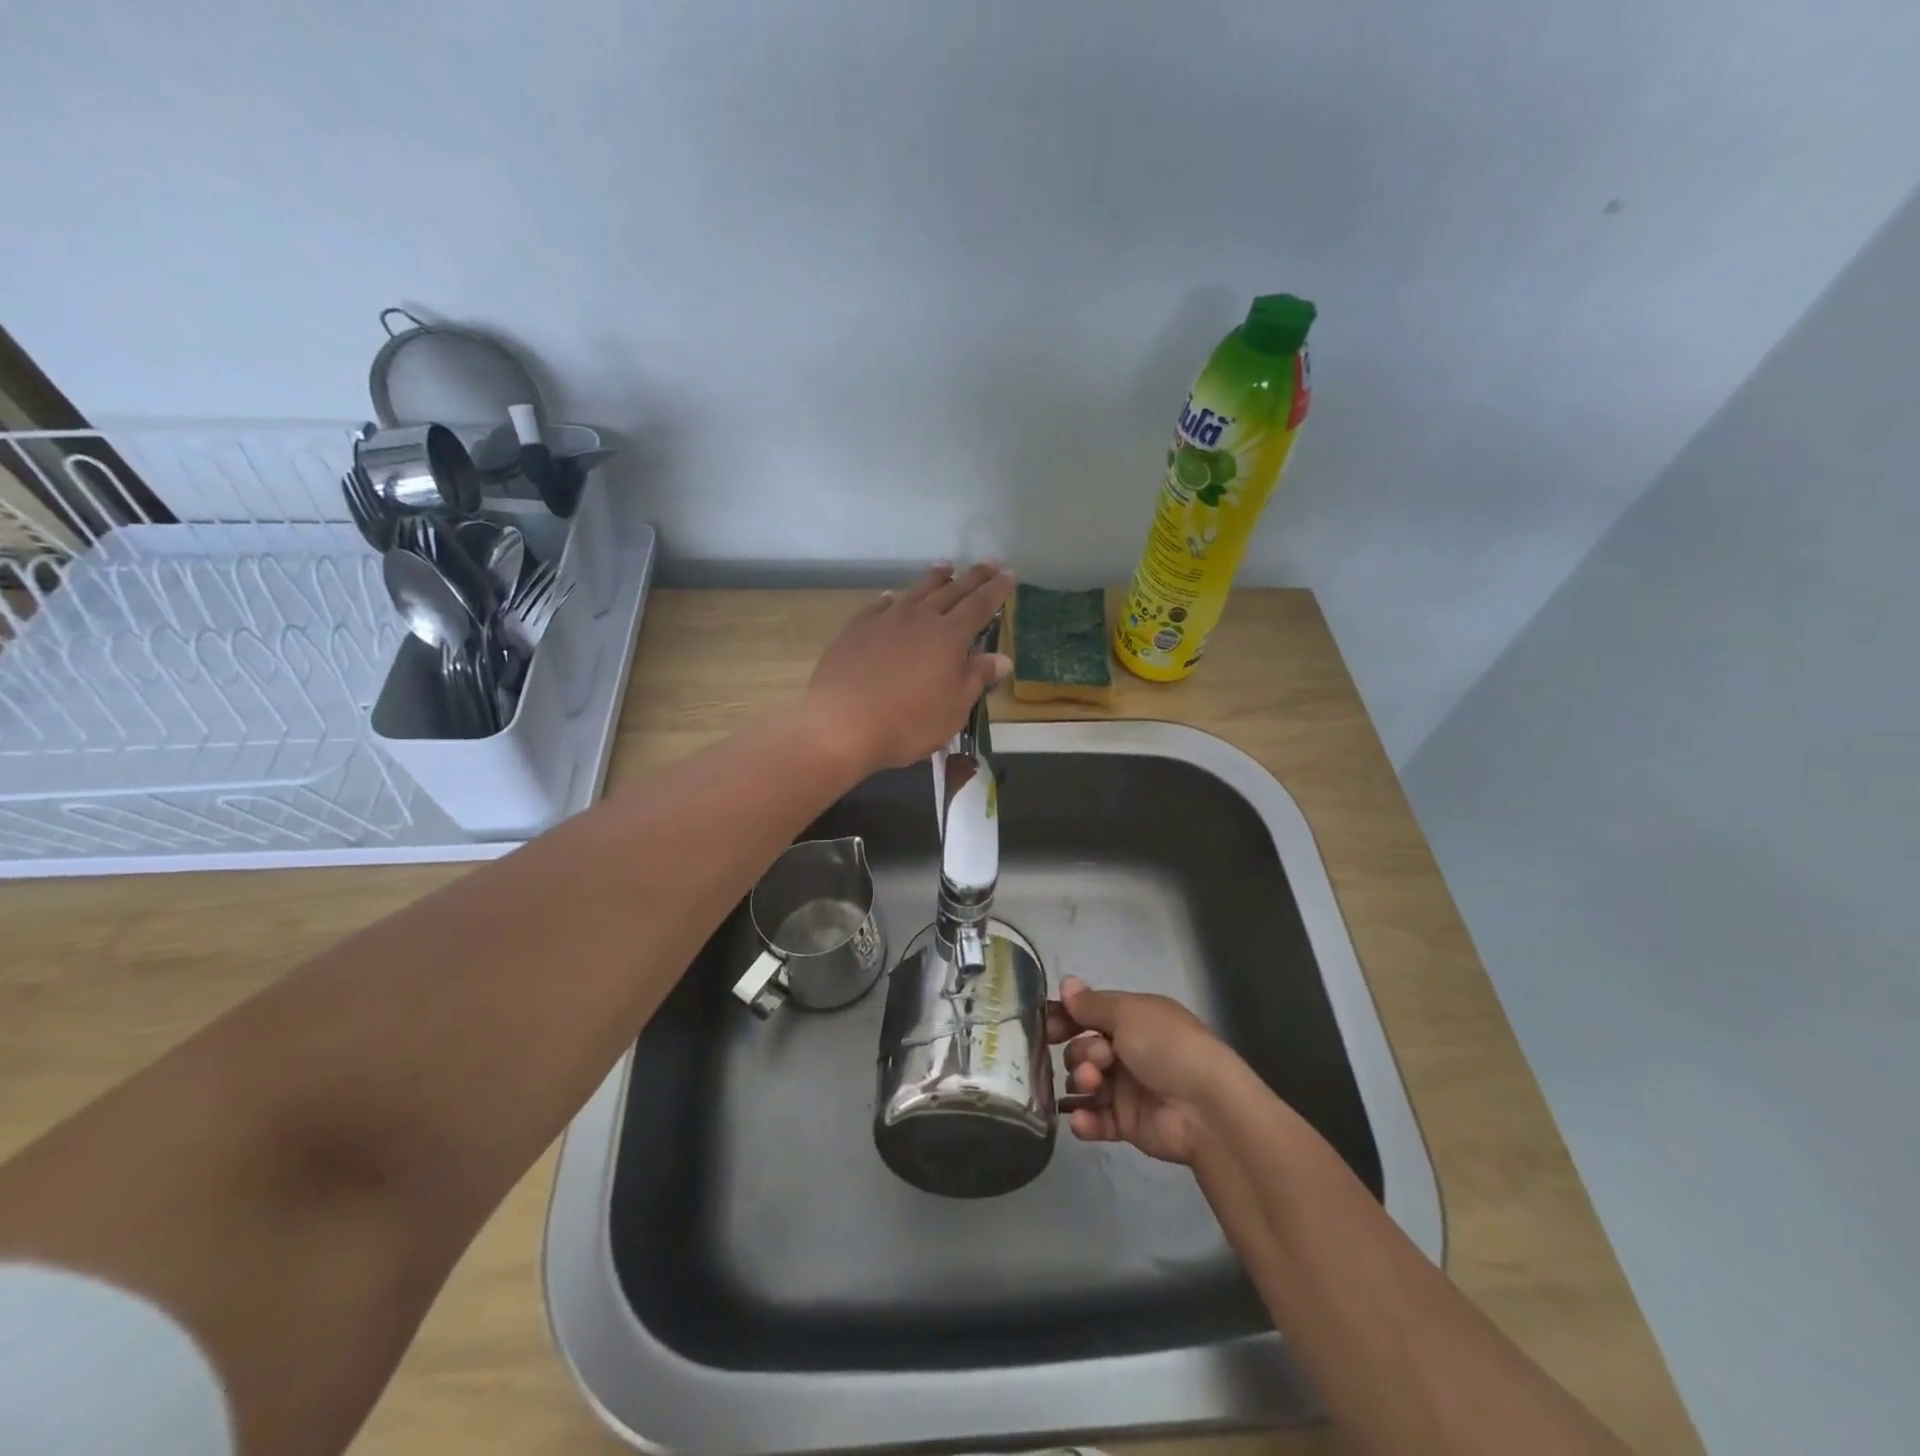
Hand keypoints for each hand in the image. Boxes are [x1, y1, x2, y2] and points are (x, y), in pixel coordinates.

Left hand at [802, 562, 1013, 775]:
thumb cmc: (907, 723)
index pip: (979, 606)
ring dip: (934, 579)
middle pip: (951, 592)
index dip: (995, 591)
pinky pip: (879, 606)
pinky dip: (891, 599)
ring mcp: (884, 621)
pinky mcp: (855, 630)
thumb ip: (976, 678)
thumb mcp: (953, 708)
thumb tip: (1002, 658)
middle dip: (972, 577)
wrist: (842, 725)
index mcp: (948, 637)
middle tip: (988, 562)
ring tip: (946, 567)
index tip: (1008, 575)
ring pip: (915, 592)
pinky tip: (891, 597)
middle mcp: (919, 619)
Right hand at [1046, 977, 1239, 1165]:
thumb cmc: (1166, 1046)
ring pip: (1086, 1083)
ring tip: (1094, 1086)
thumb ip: (1091, 1003)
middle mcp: (1128, 1051)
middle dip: (1081, 1053)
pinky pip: (1096, 1120)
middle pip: (1083, 1049)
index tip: (1046, 1028)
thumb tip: (1065, 982)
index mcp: (1133, 1020)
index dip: (1066, 1019)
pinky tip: (1082, 1119)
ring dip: (1082, 1082)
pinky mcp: (1127, 1123)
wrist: (1204, 1107)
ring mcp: (1127, 1088)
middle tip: (1097, 1060)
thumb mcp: (1127, 1013)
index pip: (1089, 1015)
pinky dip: (1085, 1120)